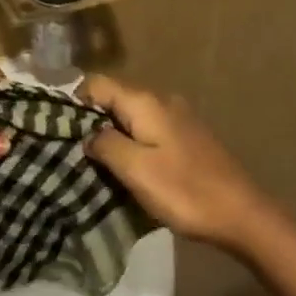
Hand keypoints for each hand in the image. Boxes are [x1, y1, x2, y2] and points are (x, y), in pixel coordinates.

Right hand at [83, 75, 276, 251]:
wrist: (239, 211)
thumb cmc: (184, 190)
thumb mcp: (137, 170)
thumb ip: (107, 145)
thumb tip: (88, 133)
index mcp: (146, 102)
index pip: (98, 84)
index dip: (74, 102)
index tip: (56, 131)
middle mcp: (161, 101)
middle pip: (115, 101)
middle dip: (91, 123)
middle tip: (71, 155)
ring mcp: (177, 118)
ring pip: (132, 119)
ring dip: (112, 138)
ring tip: (94, 168)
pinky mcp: (186, 138)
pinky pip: (148, 133)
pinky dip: (133, 146)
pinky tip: (127, 172)